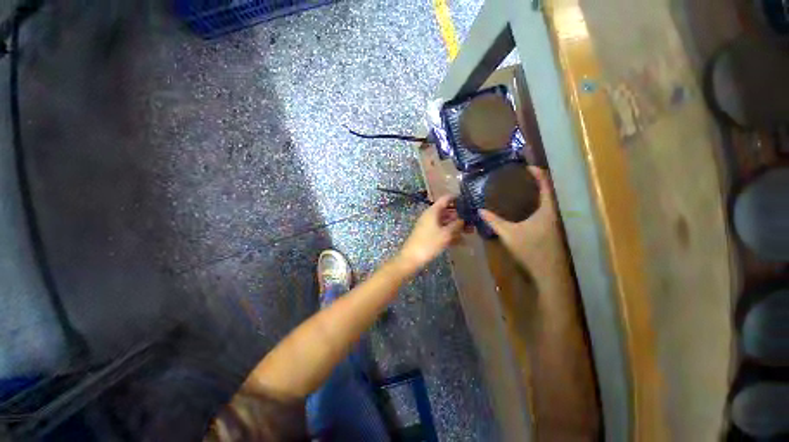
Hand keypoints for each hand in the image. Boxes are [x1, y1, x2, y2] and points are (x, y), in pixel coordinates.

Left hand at [397, 195, 464, 271]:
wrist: (412, 258)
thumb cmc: (429, 243)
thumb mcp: (446, 234)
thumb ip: (457, 225)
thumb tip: (464, 219)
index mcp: (433, 211)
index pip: (446, 199)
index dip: (457, 198)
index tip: (469, 202)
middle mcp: (431, 216)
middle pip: (447, 212)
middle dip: (460, 216)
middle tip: (473, 220)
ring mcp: (429, 226)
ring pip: (445, 222)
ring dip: (457, 226)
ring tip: (471, 231)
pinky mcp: (429, 235)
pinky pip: (442, 231)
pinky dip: (451, 234)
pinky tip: (462, 242)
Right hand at [480, 167, 561, 270]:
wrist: (548, 272)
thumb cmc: (530, 250)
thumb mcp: (509, 234)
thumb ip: (494, 221)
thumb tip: (480, 210)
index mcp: (547, 210)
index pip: (545, 185)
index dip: (538, 174)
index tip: (527, 166)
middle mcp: (554, 213)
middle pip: (549, 191)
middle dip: (537, 181)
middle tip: (521, 177)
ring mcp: (554, 222)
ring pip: (547, 201)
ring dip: (537, 193)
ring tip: (521, 188)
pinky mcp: (551, 229)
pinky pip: (545, 210)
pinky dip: (536, 204)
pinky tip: (525, 208)